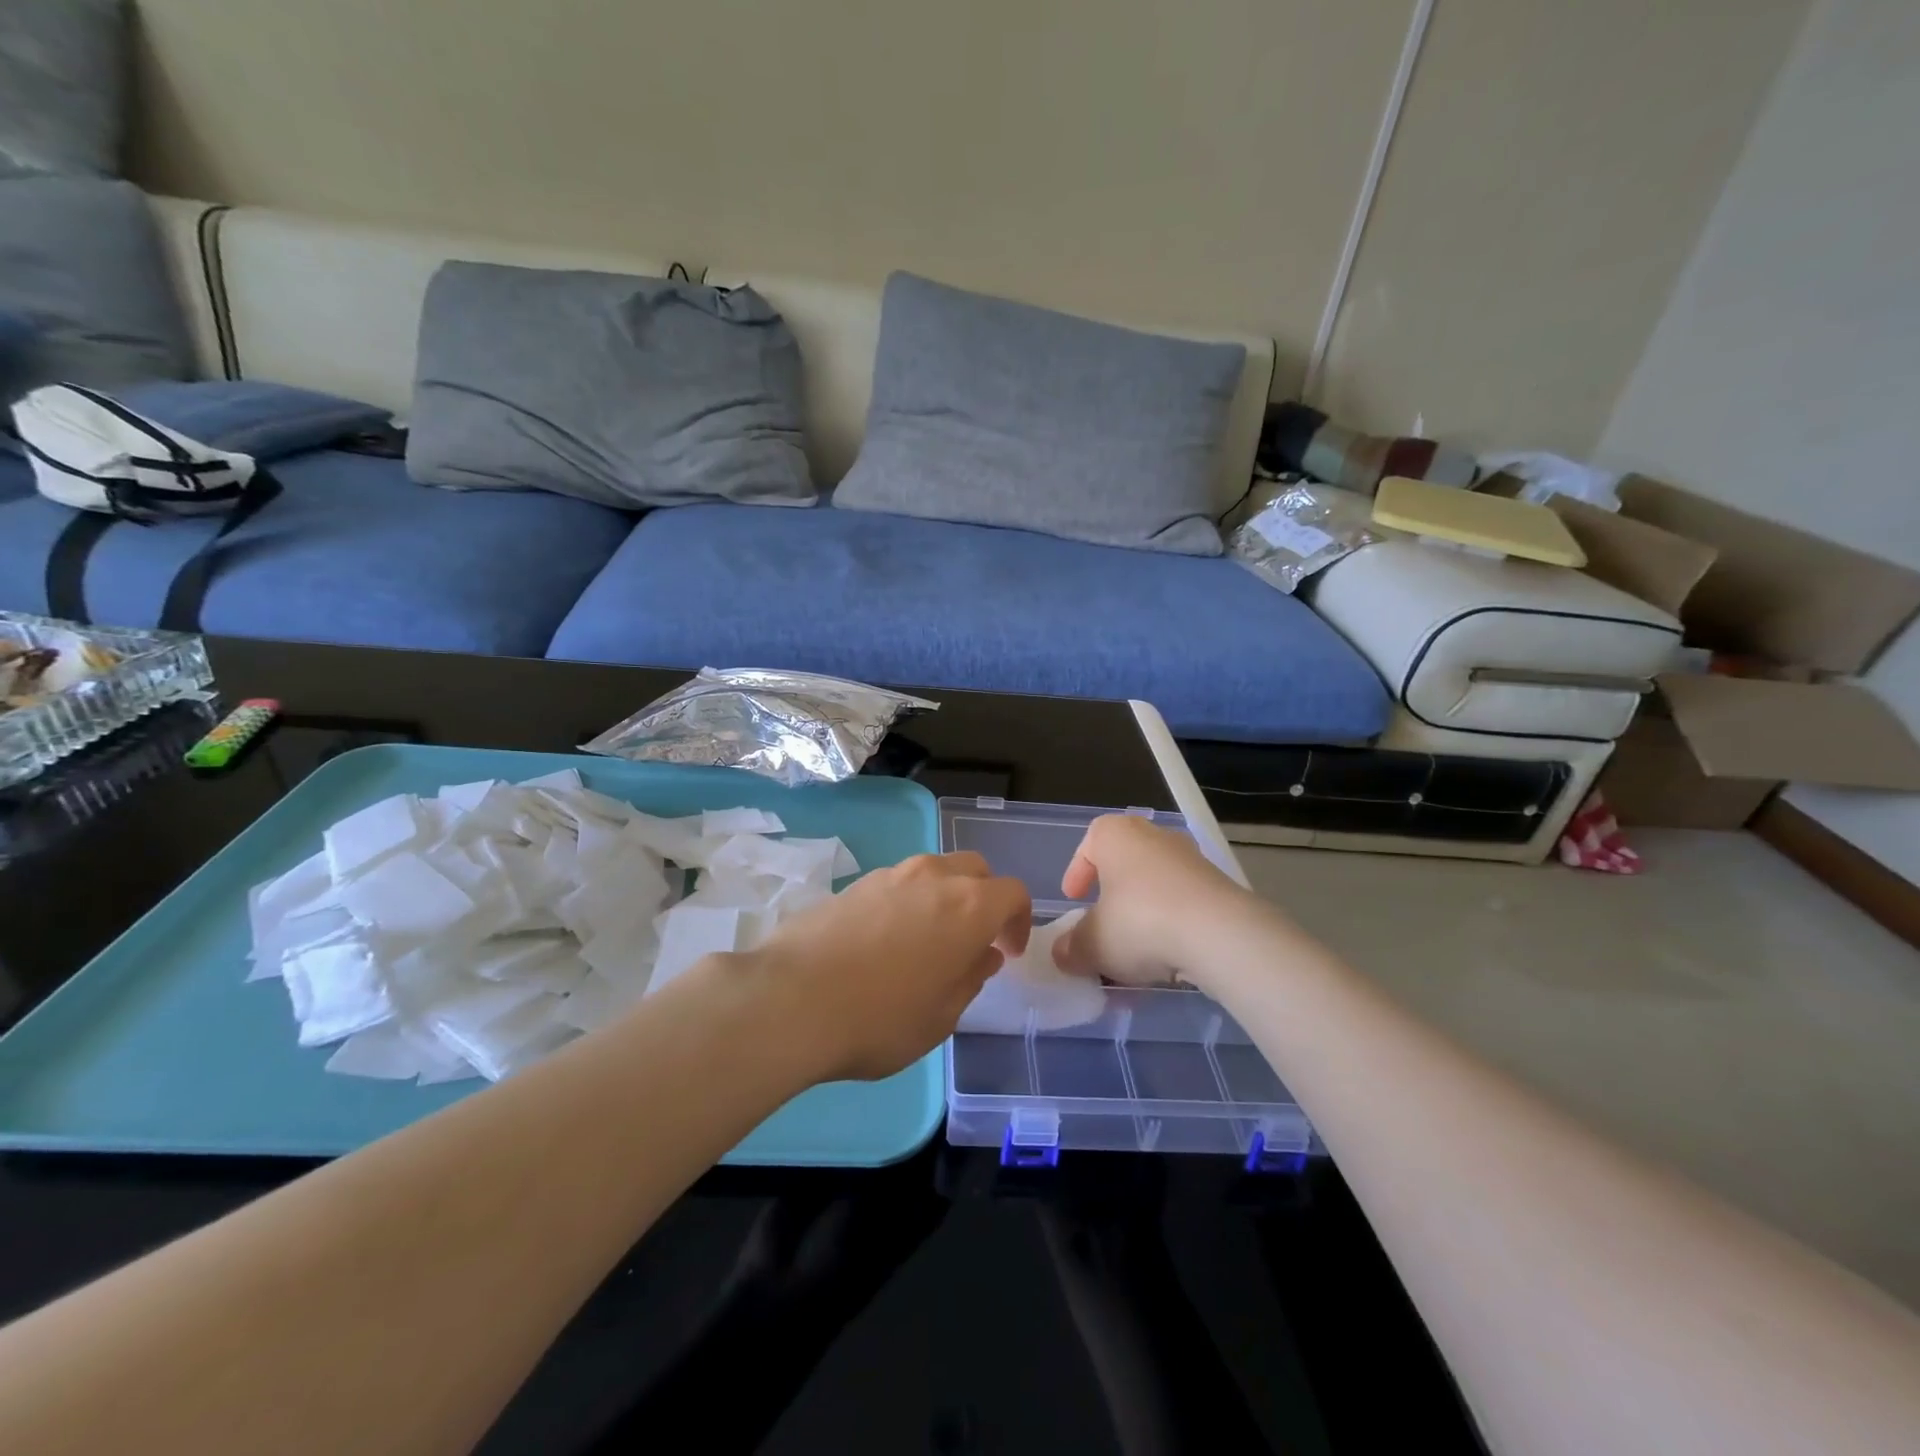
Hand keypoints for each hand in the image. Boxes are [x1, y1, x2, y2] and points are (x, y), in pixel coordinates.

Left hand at [745, 852, 1031, 1081]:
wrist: (790, 1000)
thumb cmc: (880, 1018)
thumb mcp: (941, 1017)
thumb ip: (971, 979)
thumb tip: (983, 955)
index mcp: (968, 906)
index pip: (1012, 893)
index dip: (1019, 921)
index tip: (1008, 952)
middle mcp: (933, 877)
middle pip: (975, 869)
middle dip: (984, 899)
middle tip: (973, 941)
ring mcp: (890, 875)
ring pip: (933, 872)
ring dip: (943, 898)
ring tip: (926, 943)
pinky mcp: (854, 884)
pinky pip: (897, 884)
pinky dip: (907, 903)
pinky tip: (885, 942)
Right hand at [1051, 815, 1248, 987]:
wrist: (1220, 934)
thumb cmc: (1140, 922)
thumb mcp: (1093, 943)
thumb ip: (1072, 948)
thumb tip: (1064, 953)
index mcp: (1116, 835)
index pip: (1089, 843)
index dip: (1077, 872)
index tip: (1073, 899)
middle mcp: (1154, 837)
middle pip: (1124, 866)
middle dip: (1112, 899)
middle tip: (1102, 928)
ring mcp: (1192, 861)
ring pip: (1155, 890)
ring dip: (1142, 919)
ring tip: (1133, 959)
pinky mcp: (1220, 888)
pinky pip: (1183, 907)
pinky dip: (1171, 930)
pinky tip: (1166, 963)